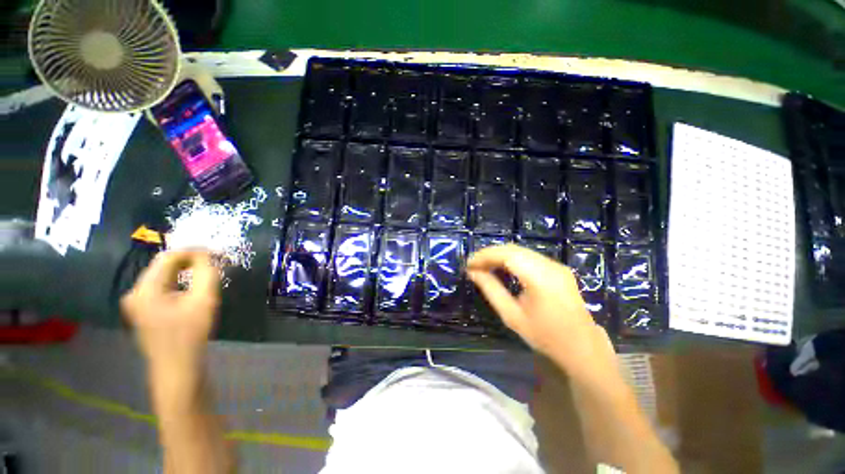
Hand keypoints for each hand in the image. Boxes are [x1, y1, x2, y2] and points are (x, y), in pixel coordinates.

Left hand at [122, 250, 219, 372]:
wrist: (177, 367)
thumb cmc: (191, 334)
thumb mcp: (204, 301)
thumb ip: (207, 273)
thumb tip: (208, 254)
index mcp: (145, 289)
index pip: (168, 257)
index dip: (194, 251)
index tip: (218, 254)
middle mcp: (135, 292)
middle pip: (164, 265)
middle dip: (191, 260)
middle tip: (216, 262)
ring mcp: (137, 302)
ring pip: (163, 275)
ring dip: (186, 270)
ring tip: (208, 272)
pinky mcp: (143, 309)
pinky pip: (162, 286)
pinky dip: (179, 281)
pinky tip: (194, 287)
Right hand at [467, 244, 615, 377]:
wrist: (581, 347)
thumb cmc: (545, 335)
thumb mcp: (511, 315)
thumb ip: (491, 290)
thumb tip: (473, 272)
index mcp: (540, 278)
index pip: (507, 255)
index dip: (485, 256)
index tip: (468, 264)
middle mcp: (550, 266)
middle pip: (513, 249)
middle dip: (490, 254)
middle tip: (473, 265)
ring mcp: (556, 265)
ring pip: (521, 251)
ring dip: (499, 255)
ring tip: (483, 266)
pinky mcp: (558, 268)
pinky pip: (529, 256)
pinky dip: (511, 258)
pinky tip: (501, 267)